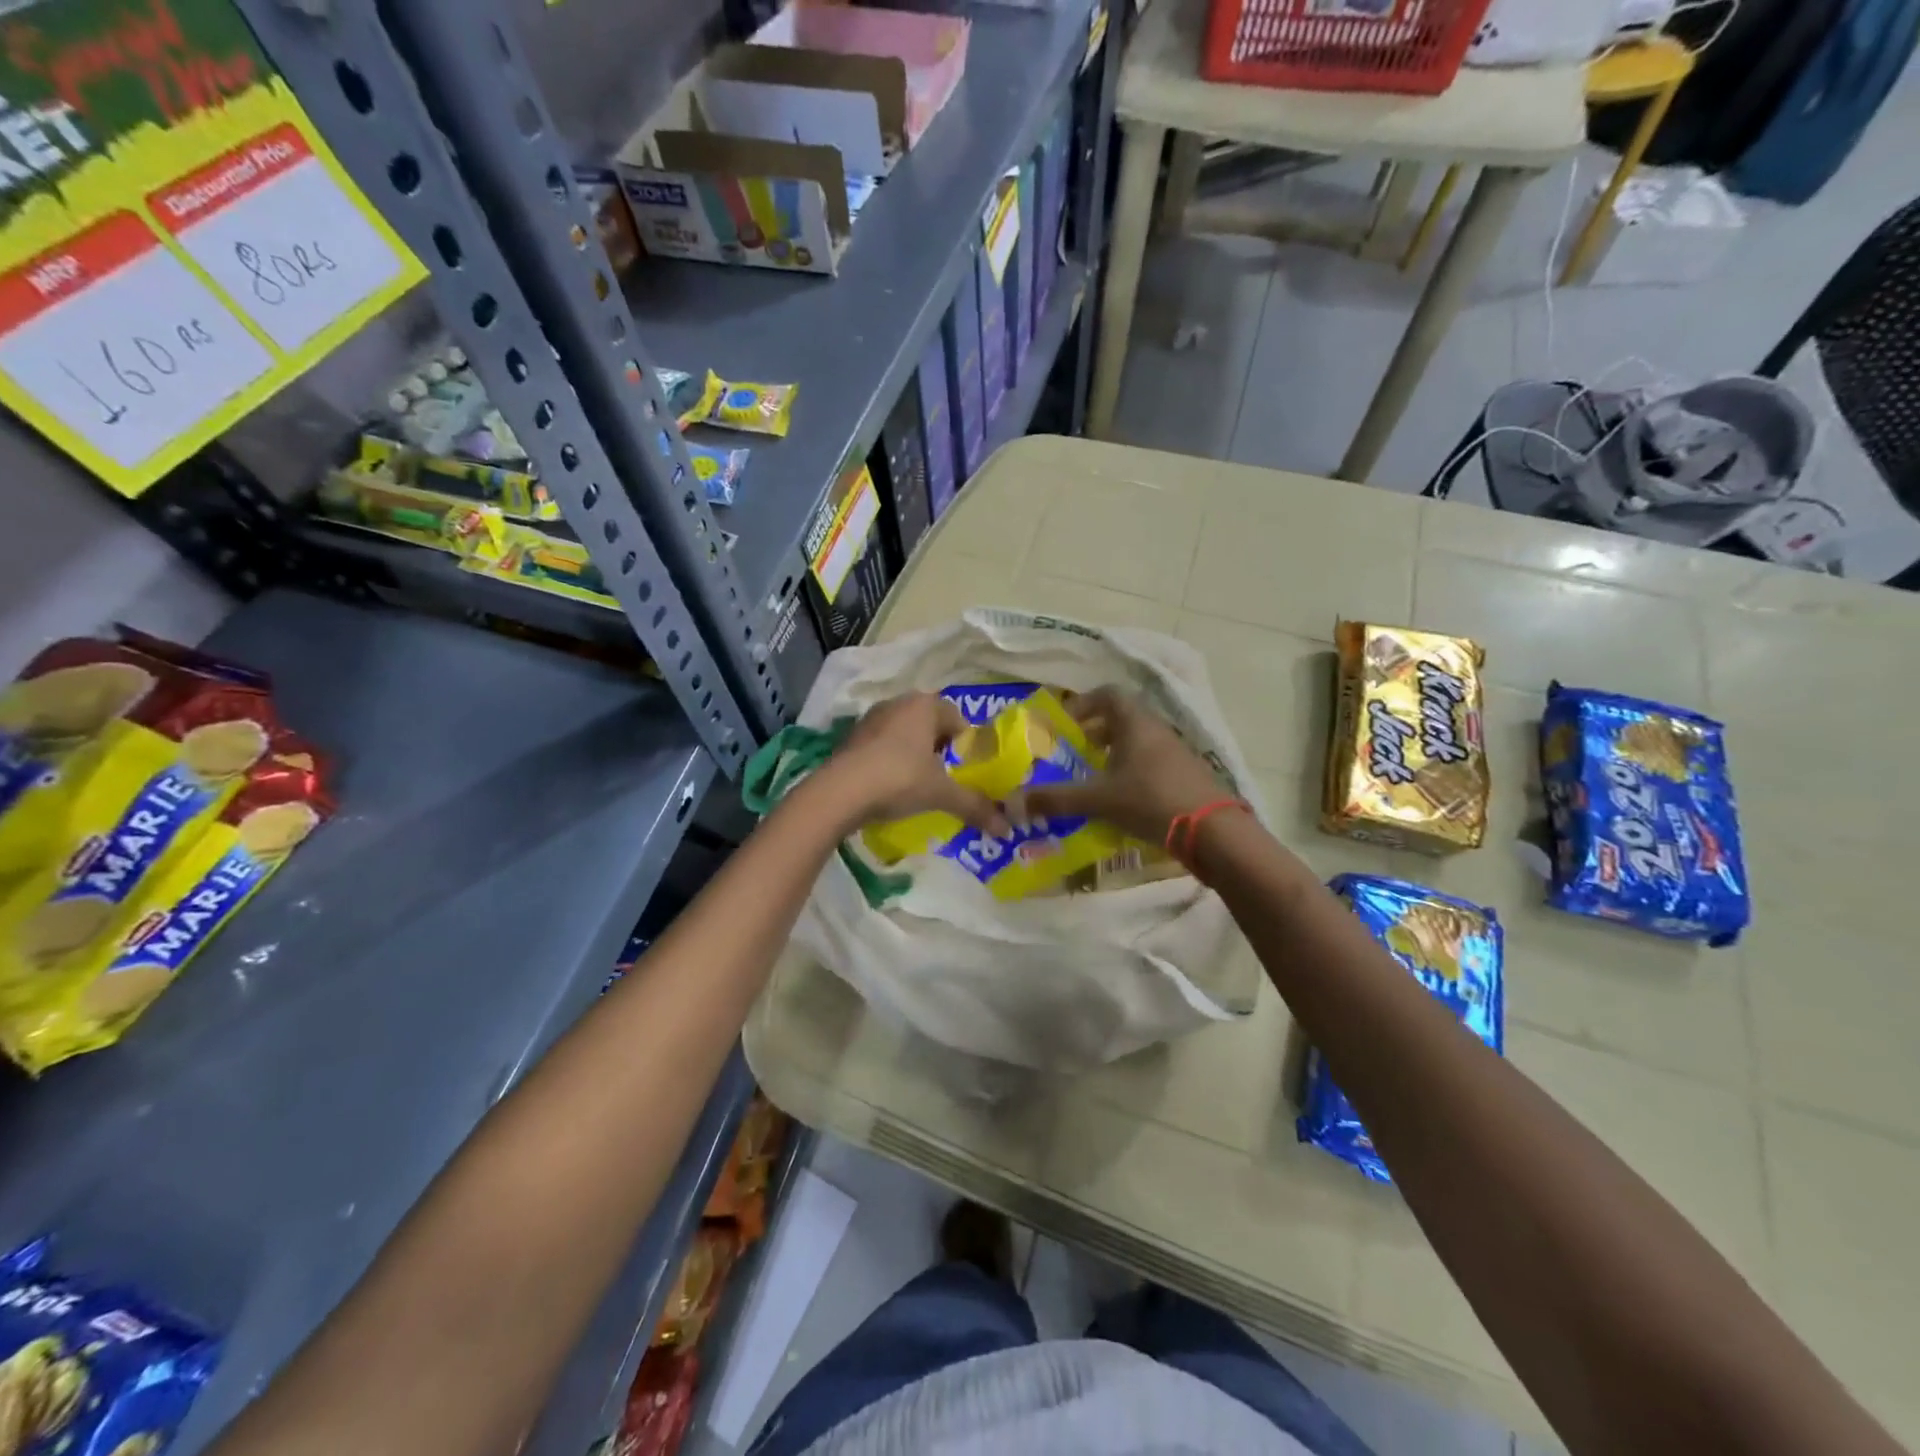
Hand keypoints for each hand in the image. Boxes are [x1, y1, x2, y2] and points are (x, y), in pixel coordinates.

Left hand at [819, 693, 1010, 835]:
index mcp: (924, 705)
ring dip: (914, 753)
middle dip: (940, 747)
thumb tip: (1006, 828)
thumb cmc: (899, 779)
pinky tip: (891, 786)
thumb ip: (974, 806)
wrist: (839, 792)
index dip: (965, 743)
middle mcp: (897, 703)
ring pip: (904, 733)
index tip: (967, 769)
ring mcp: (870, 719)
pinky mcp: (851, 738)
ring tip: (919, 783)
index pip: (956, 717)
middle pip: (929, 723)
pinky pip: (881, 745)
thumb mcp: (941, 793)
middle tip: (947, 776)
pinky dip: (891, 760)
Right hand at [1018, 687, 1226, 844]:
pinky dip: (1132, 771)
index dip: (1084, 704)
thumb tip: (1012, 802)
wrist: (1213, 831)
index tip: (1065, 725)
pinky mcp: (1187, 774)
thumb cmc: (1150, 800)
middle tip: (1075, 753)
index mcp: (1135, 722)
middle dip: (1095, 732)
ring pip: (1138, 741)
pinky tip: (1122, 799)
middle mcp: (1157, 729)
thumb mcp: (1098, 799)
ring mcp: (1176, 751)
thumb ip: (1056, 799)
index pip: (1108, 694)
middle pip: (1122, 718)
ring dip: (1114, 753)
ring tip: (1094, 779)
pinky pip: (1152, 762)